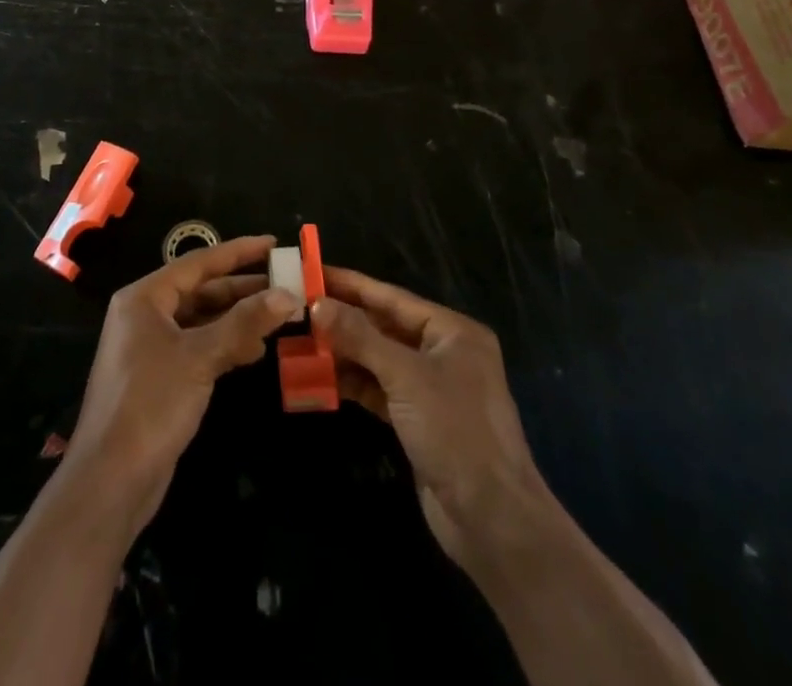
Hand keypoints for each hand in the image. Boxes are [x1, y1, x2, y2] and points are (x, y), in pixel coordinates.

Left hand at [64, 235, 294, 536]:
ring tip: (277, 319)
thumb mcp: (200, 357)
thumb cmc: (151, 403)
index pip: (198, 263)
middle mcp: (145, 315)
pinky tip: (253, 351)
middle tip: (284, 285)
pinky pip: (198, 347)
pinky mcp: (159, 377)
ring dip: (237, 319)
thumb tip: (288, 296)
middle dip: (242, 289)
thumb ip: (245, 322)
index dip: (238, 252)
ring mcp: (150, 348)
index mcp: (145, 298)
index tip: (273, 244)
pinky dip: (225, 345)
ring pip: (202, 321)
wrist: (111, 481)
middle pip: (201, 291)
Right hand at [313, 267, 551, 568]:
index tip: (314, 273)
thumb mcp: (405, 376)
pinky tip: (321, 378)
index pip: (393, 298)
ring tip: (301, 342)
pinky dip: (354, 384)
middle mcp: (444, 353)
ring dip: (344, 353)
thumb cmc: (455, 430)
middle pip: (385, 327)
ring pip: (380, 360)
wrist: (492, 519)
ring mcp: (432, 389)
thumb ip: (360, 337)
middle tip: (300, 308)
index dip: (352, 285)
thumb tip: (319, 304)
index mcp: (452, 331)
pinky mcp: (419, 421)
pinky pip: (380, 390)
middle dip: (344, 320)